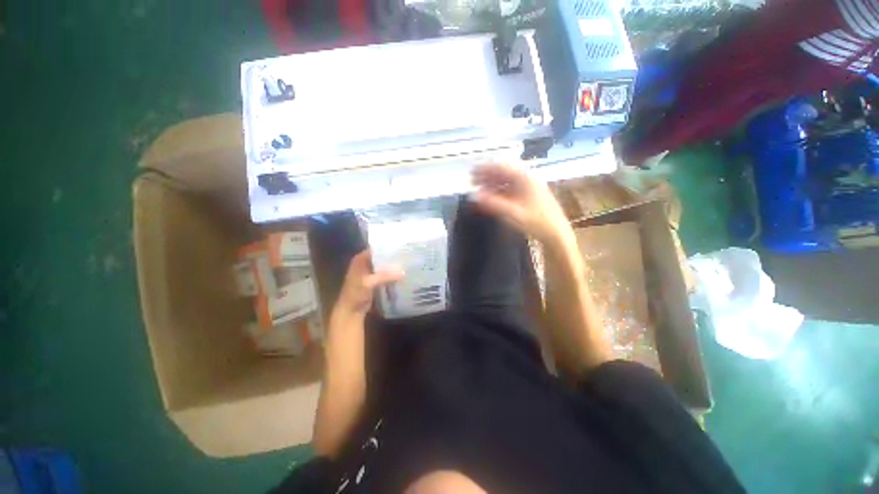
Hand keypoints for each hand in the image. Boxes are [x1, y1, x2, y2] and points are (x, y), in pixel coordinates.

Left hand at [332, 250, 403, 320]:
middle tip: (407, 254)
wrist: (351, 311)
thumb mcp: (369, 283)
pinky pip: (385, 274)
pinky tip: (402, 273)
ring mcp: (369, 272)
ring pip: (383, 265)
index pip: (376, 248)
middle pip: (381, 256)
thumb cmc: (355, 294)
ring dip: (393, 265)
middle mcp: (365, 263)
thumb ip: (385, 276)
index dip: (387, 247)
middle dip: (392, 256)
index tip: (401, 246)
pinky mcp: (374, 280)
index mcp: (360, 259)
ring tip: (407, 262)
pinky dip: (391, 274)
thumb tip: (403, 272)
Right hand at [472, 163, 572, 243]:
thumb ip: (493, 204)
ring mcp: (528, 188)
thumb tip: (475, 196)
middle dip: (487, 176)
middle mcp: (526, 180)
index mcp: (524, 179)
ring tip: (479, 190)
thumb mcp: (513, 213)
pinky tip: (492, 198)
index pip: (501, 168)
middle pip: (503, 174)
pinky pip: (510, 191)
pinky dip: (499, 192)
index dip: (485, 169)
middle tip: (472, 182)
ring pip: (506, 182)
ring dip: (492, 184)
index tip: (472, 172)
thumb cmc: (536, 221)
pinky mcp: (529, 197)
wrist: (556, 233)